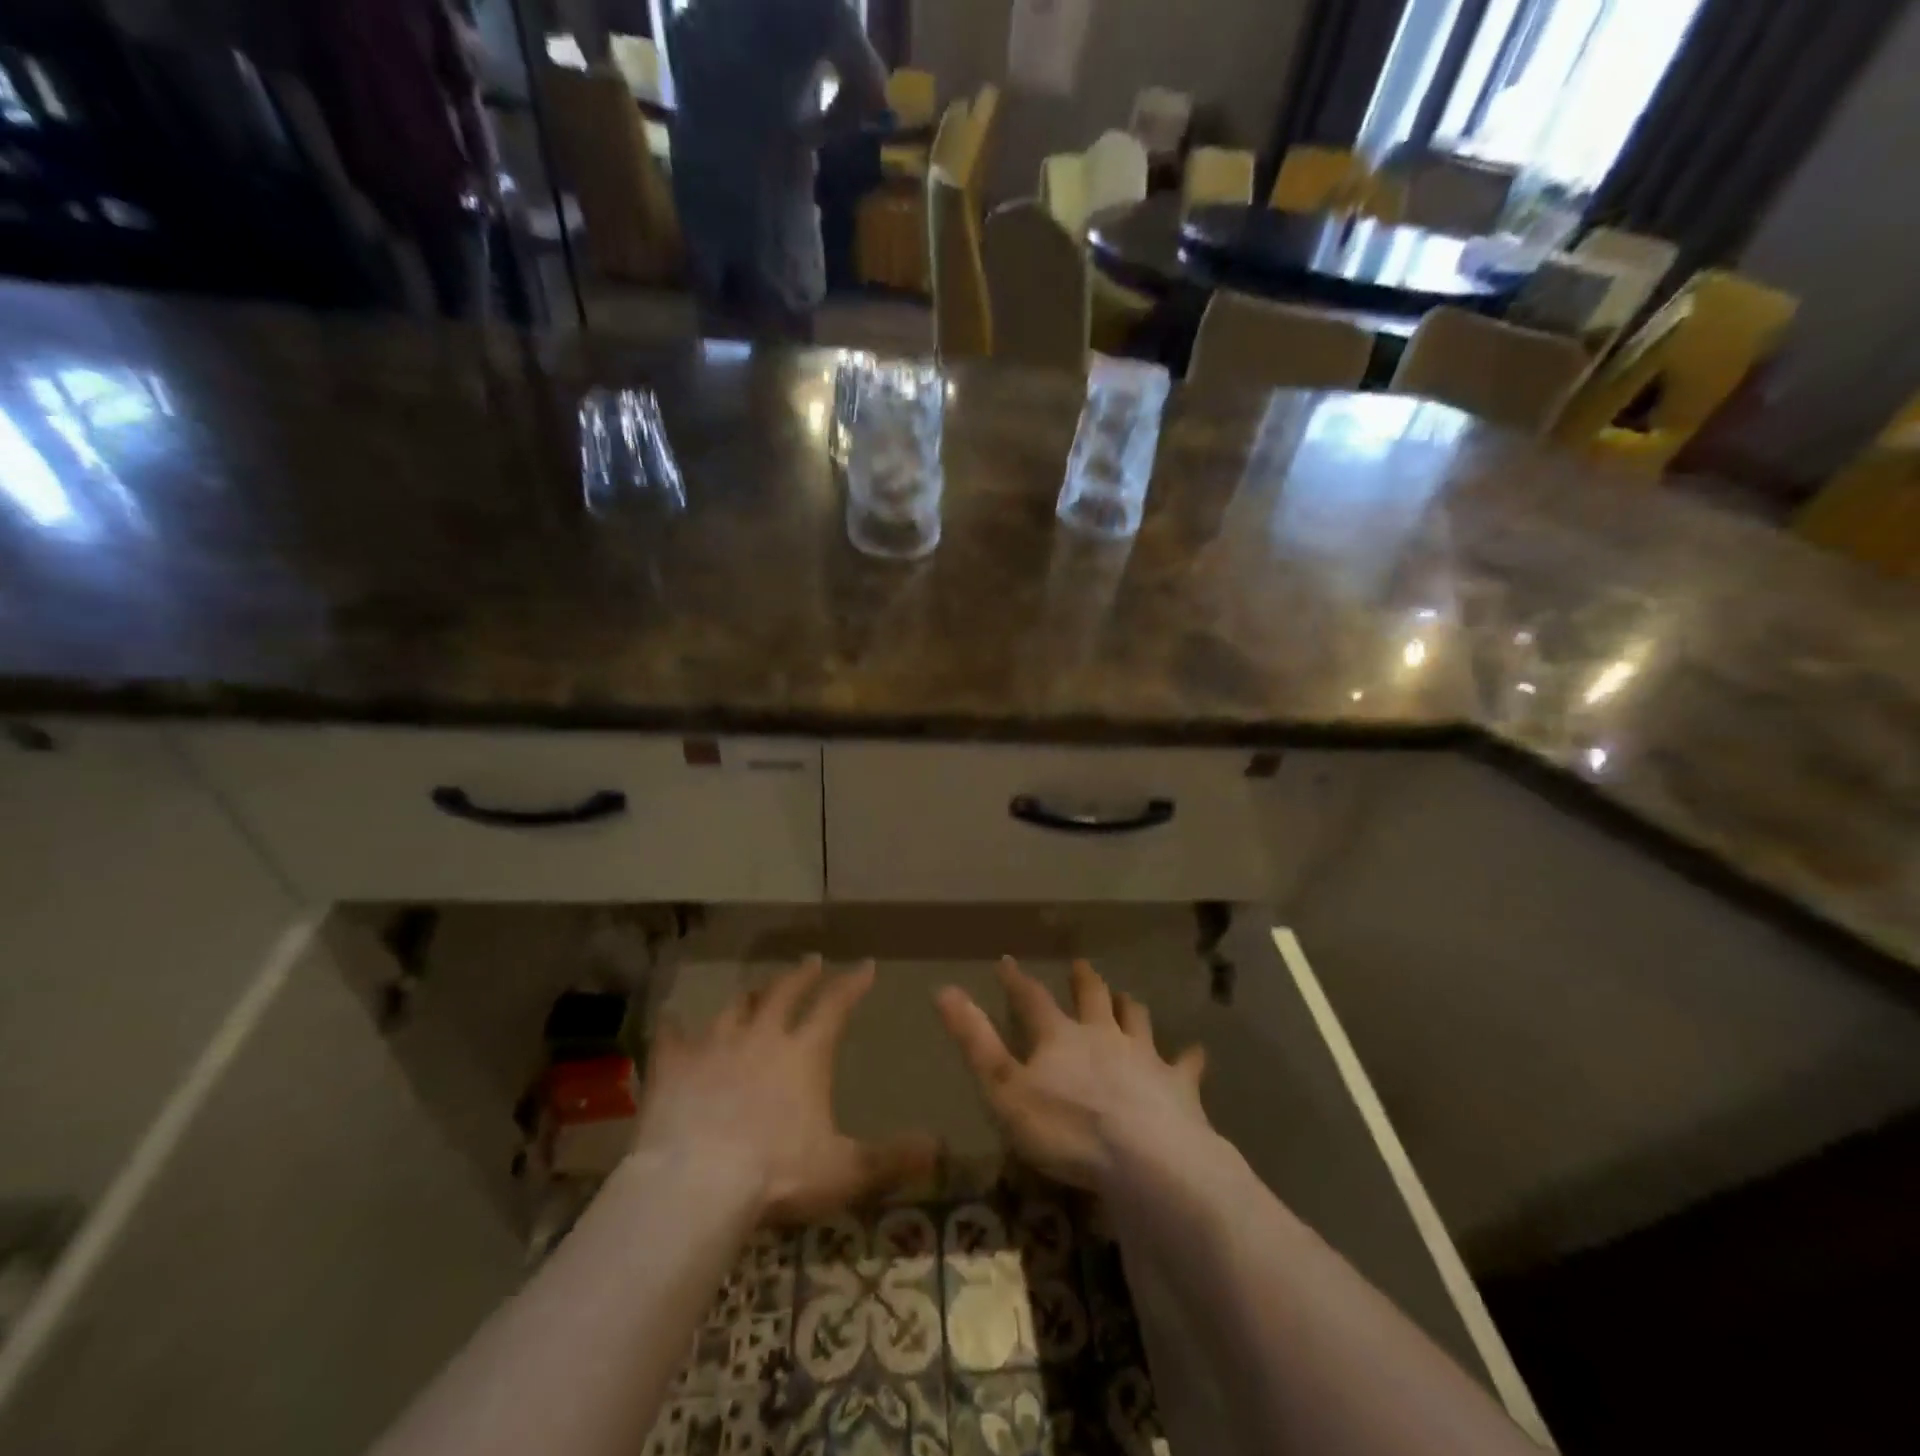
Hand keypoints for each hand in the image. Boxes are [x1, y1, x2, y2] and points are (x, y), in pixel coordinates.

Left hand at [636, 958, 936, 1221]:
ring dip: (751, 996)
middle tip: (811, 960)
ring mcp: (714, 1047)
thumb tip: (939, 1147)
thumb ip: (891, 1158)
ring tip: (757, 989)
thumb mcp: (844, 1171)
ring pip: (735, 1008)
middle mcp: (762, 1037)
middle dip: (802, 974)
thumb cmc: (776, 1175)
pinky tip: (670, 1018)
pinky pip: (672, 1037)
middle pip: (785, 993)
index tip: (866, 965)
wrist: (695, 1186)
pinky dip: (674, 1027)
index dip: (853, 984)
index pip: (835, 1006)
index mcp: (804, 1054)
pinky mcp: (673, 1067)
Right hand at [937, 958, 1208, 1191]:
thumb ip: (975, 1040)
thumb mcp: (1004, 1088)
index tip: (1007, 962)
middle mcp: (1103, 1035)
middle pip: (1093, 999)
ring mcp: (1144, 1057)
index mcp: (1060, 1037)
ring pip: (1137, 1020)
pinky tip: (1197, 1053)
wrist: (1145, 1160)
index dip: (1017, 981)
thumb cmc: (1065, 1128)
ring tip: (1128, 998)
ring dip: (1130, 1007)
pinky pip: (1186, 1065)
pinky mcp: (1178, 1086)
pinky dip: (1189, 1058)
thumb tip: (943, 989)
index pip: (1031, 999)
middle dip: (1085, 982)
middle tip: (1083, 966)